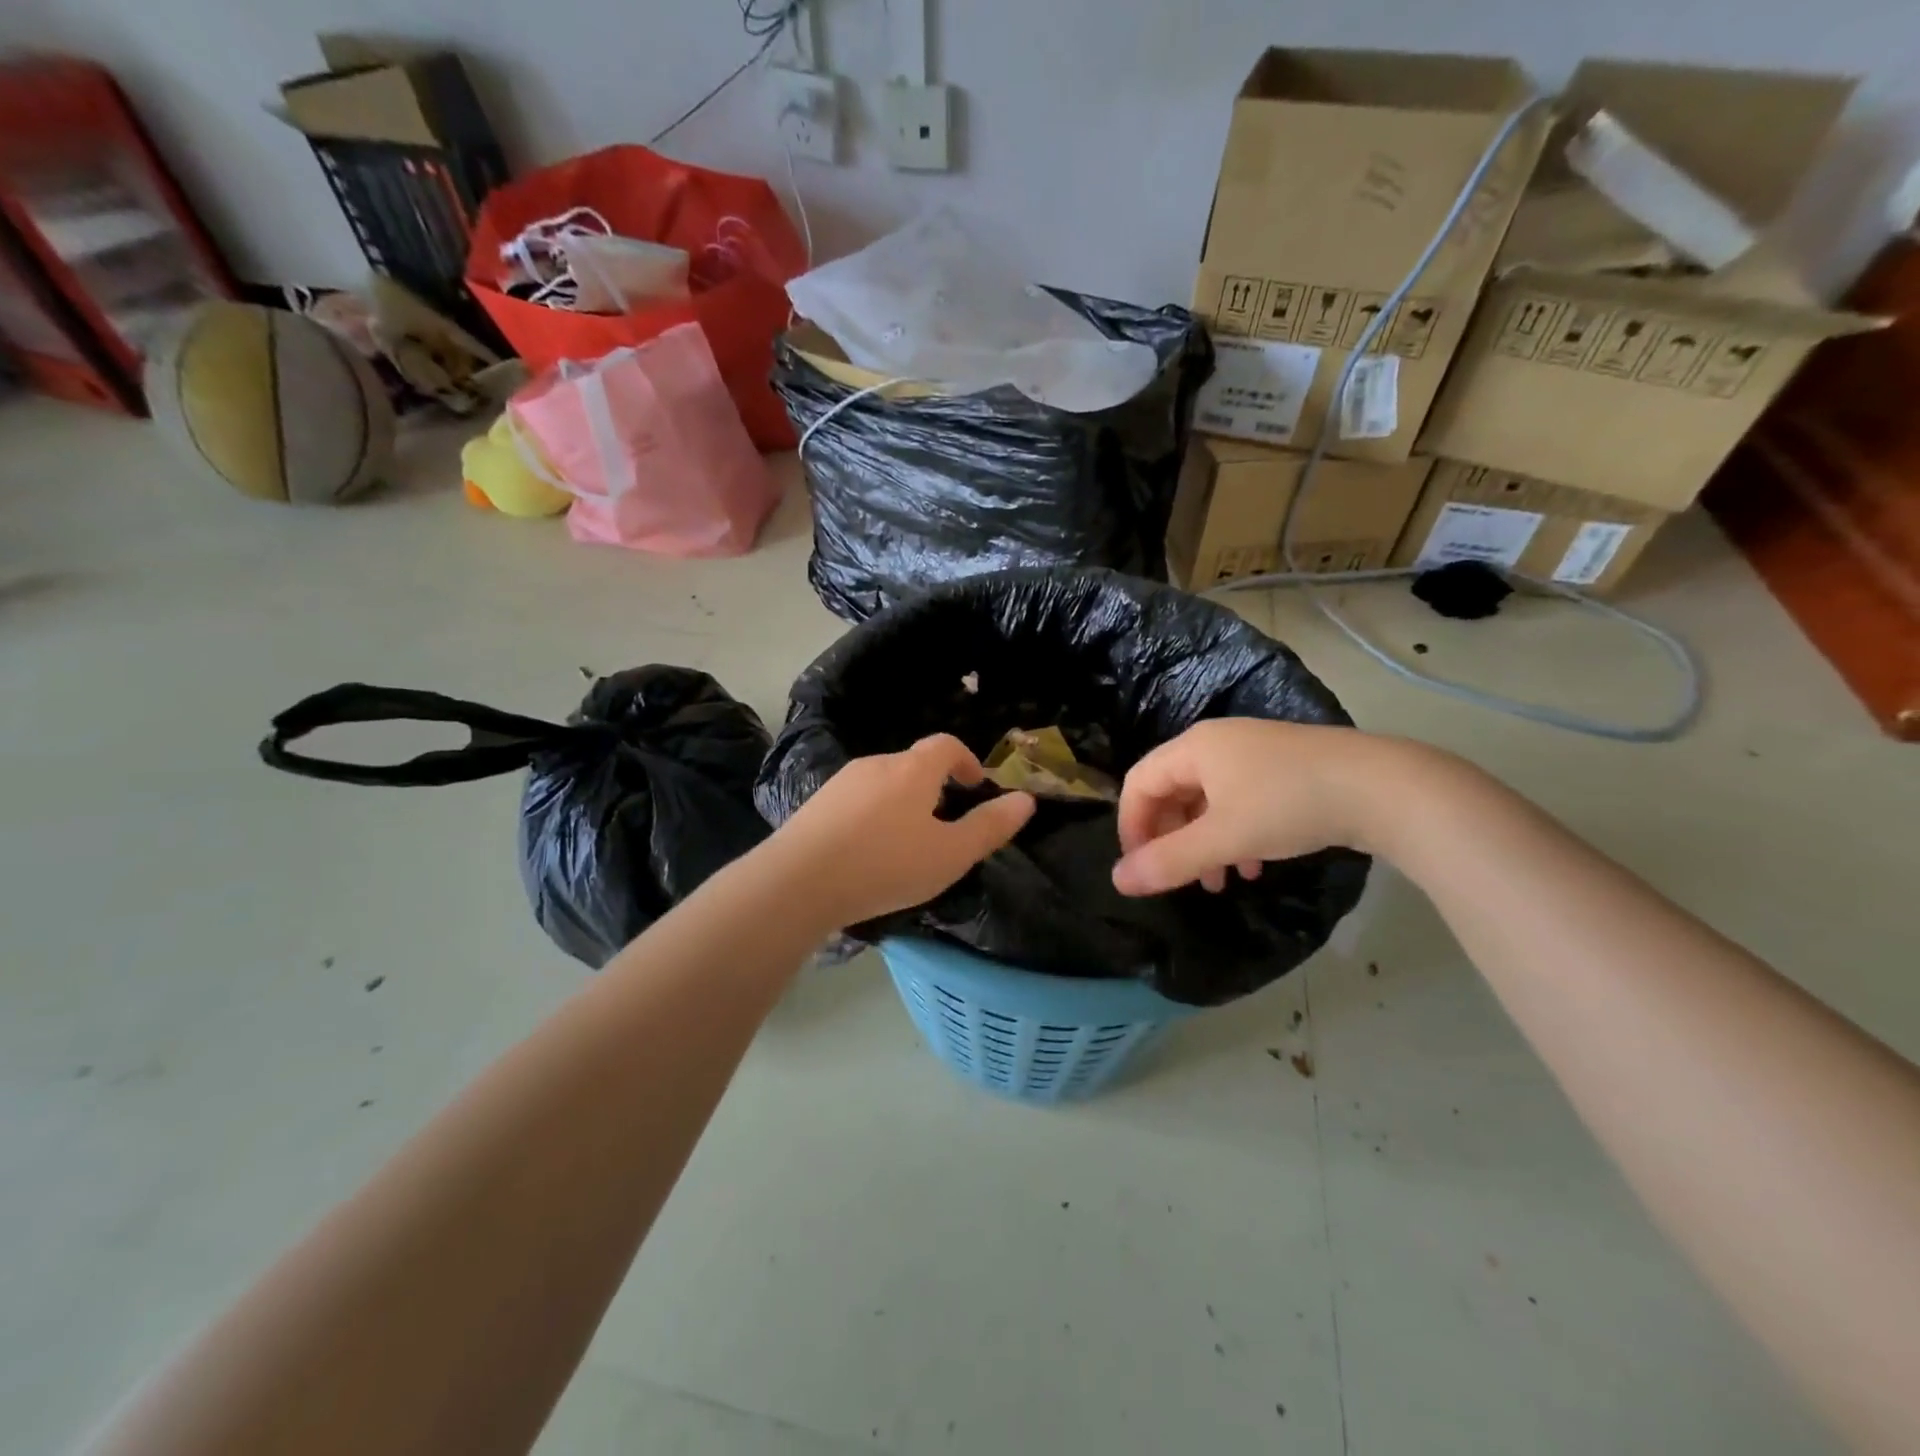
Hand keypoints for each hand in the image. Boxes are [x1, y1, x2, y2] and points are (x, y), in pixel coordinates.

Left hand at [769, 735, 1035, 927]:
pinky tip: (867, 853)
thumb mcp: (950, 854)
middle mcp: (876, 764)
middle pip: (914, 764)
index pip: (946, 745)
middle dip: (934, 787)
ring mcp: (841, 782)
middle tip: (943, 826)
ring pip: (883, 784)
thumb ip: (990, 827)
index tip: (974, 786)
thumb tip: (1026, 800)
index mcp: (913, 769)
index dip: (966, 760)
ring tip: (905, 845)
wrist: (798, 882)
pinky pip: (856, 802)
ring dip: (901, 804)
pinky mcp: (815, 804)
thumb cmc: (886, 865)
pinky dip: (872, 817)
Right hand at [1111, 720, 1377, 896]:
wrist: (1384, 787)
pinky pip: (1240, 802)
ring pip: (1208, 801)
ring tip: (1218, 883)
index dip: (1130, 826)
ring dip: (1203, 843)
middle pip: (1172, 791)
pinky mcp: (1284, 770)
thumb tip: (1118, 881)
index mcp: (1194, 748)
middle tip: (1178, 878)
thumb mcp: (1223, 837)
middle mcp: (1218, 743)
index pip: (1139, 783)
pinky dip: (1234, 835)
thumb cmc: (1289, 804)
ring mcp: (1253, 754)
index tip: (1139, 868)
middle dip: (1170, 839)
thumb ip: (1169, 861)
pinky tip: (1253, 866)